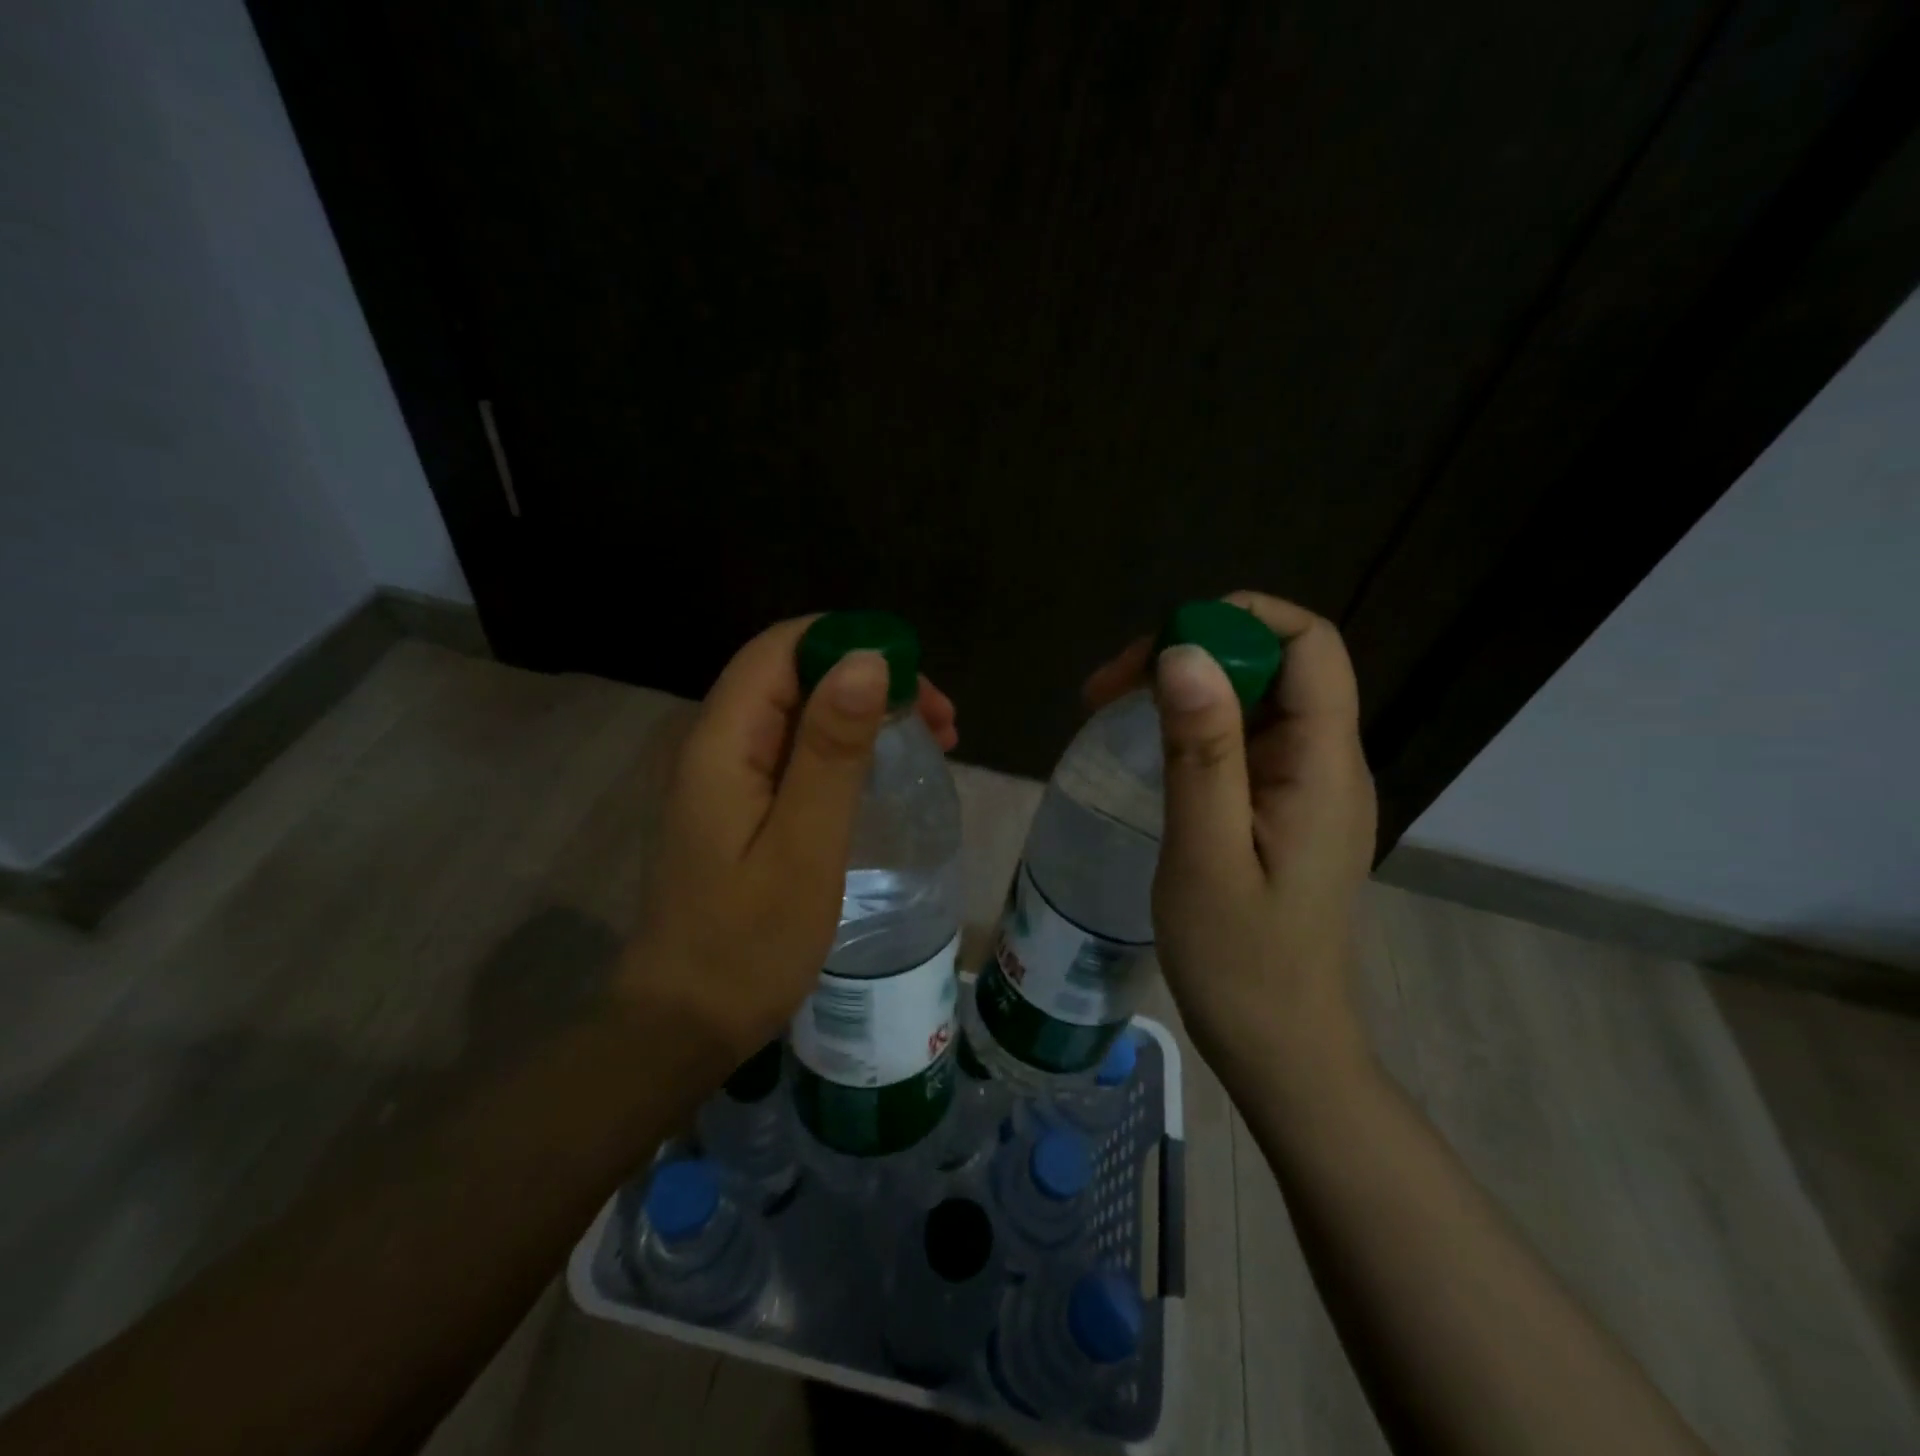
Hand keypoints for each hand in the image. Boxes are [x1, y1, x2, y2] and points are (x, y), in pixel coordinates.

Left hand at [622, 616, 956, 1063]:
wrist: (684, 1023)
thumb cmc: (748, 944)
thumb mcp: (804, 846)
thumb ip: (832, 751)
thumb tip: (866, 659)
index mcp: (722, 742)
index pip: (781, 649)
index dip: (850, 642)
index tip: (917, 678)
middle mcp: (717, 744)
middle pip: (794, 674)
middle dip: (870, 679)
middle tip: (942, 720)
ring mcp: (726, 777)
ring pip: (800, 712)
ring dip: (866, 713)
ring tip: (935, 740)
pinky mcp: (740, 806)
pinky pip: (797, 752)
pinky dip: (848, 748)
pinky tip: (885, 772)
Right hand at [1084, 591, 1376, 1086]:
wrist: (1279, 1046)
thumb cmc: (1240, 963)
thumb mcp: (1205, 853)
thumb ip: (1202, 751)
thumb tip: (1186, 651)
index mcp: (1323, 766)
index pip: (1308, 643)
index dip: (1237, 619)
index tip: (1156, 648)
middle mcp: (1327, 762)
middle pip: (1275, 664)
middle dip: (1193, 652)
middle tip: (1106, 689)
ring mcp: (1307, 787)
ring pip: (1255, 699)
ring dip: (1186, 688)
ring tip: (1109, 708)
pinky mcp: (1284, 808)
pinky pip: (1244, 739)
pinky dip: (1194, 725)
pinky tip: (1147, 747)